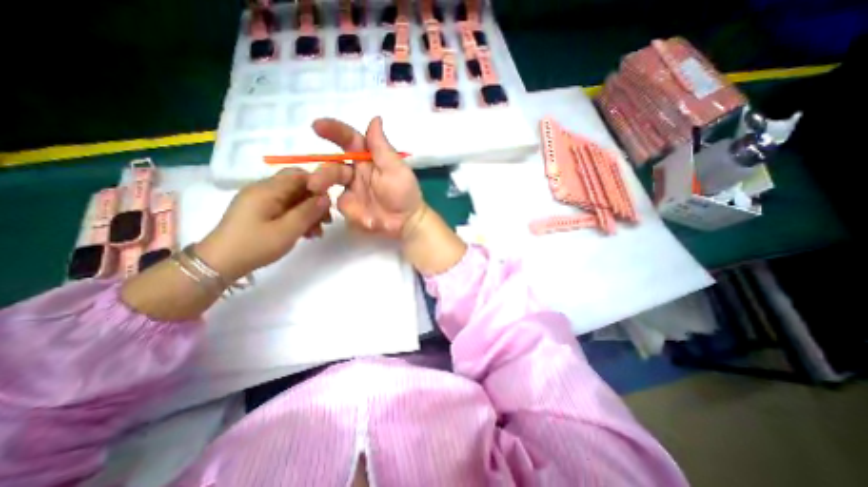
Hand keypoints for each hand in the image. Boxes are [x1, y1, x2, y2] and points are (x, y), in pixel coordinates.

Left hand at [195, 167, 333, 278]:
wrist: (220, 263)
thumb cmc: (255, 245)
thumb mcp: (287, 230)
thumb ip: (309, 212)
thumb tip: (326, 198)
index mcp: (268, 189)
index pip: (299, 175)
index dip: (318, 185)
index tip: (330, 204)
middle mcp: (263, 189)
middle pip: (298, 187)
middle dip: (315, 202)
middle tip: (327, 221)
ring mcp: (260, 200)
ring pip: (293, 199)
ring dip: (309, 212)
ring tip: (317, 232)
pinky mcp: (259, 211)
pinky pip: (285, 208)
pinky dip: (298, 217)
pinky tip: (306, 233)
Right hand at [306, 115, 426, 237]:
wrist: (405, 222)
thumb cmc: (403, 192)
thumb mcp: (395, 168)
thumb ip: (381, 147)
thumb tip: (375, 118)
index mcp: (370, 158)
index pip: (350, 140)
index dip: (334, 131)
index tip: (317, 126)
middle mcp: (357, 171)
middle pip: (334, 162)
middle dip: (323, 166)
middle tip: (313, 174)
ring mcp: (351, 189)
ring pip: (330, 180)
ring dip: (322, 181)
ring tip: (316, 187)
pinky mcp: (348, 205)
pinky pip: (333, 200)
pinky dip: (330, 201)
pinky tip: (332, 204)